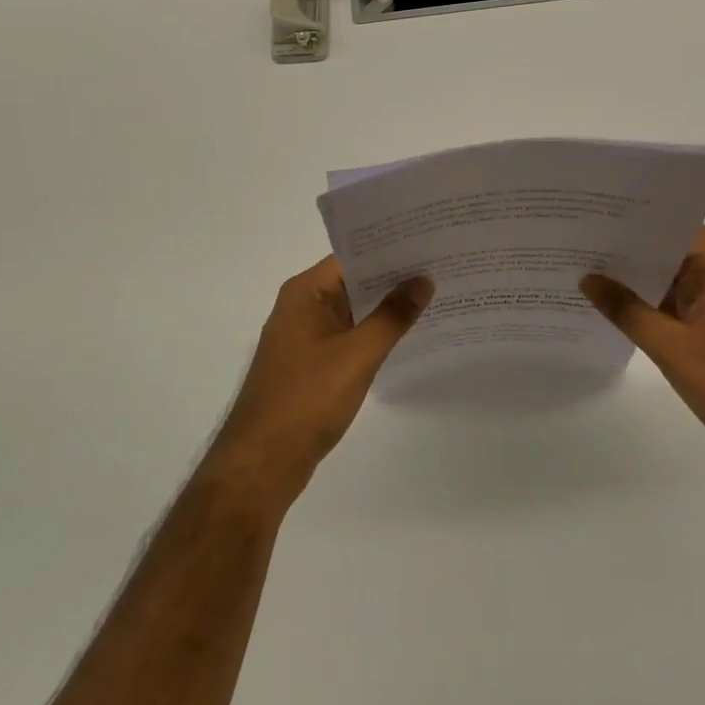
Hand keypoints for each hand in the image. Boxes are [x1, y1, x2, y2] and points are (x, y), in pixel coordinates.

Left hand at [204, 256, 432, 508]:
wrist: (263, 462)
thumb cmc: (307, 399)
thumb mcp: (357, 354)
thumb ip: (392, 316)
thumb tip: (423, 280)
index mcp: (304, 292)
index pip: (351, 256)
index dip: (389, 248)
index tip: (428, 242)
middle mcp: (301, 307)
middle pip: (353, 281)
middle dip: (393, 278)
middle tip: (441, 267)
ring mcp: (304, 337)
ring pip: (352, 311)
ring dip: (385, 308)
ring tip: (435, 297)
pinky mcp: (310, 365)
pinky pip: (348, 337)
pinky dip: (373, 334)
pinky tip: (407, 337)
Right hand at [581, 227, 704, 459]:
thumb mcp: (671, 346)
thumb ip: (627, 310)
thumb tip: (587, 278)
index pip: (677, 228)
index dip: (639, 219)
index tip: (598, 214)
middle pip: (672, 253)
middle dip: (629, 249)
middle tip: (580, 240)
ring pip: (672, 282)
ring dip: (637, 280)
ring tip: (586, 268)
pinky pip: (676, 307)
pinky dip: (649, 305)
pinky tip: (613, 307)